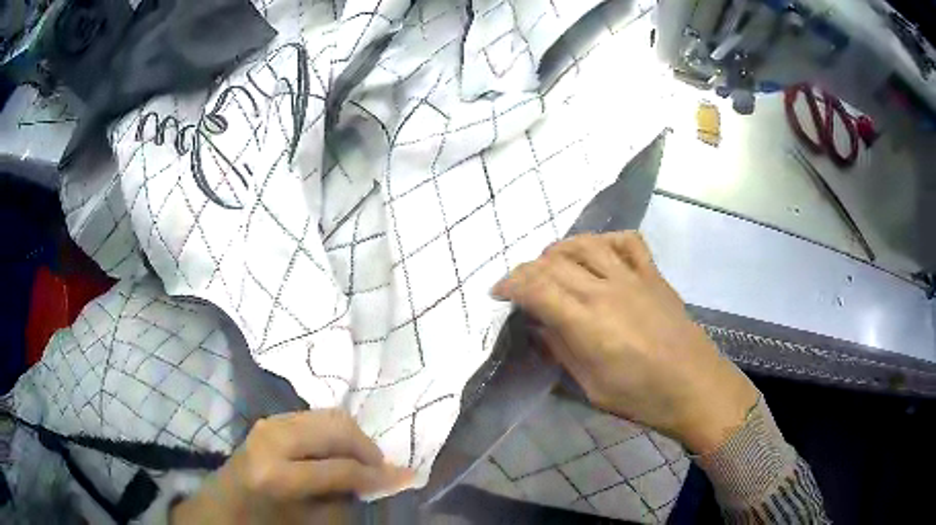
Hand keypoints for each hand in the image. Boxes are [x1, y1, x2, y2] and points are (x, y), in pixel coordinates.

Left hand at [171, 410, 413, 524]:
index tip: (407, 478)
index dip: (378, 475)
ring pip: (329, 416)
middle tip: (381, 470)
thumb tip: (382, 478)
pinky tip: (338, 453)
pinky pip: (314, 418)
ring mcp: (268, 423)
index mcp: (276, 473)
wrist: (223, 507)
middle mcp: (271, 438)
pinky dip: (334, 434)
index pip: (342, 468)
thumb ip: (347, 499)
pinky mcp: (270, 420)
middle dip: (368, 448)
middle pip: (337, 427)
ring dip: (352, 439)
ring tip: (362, 463)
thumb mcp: (311, 522)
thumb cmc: (266, 522)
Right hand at [492, 232, 757, 453]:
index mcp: (587, 323)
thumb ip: (562, 350)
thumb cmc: (641, 398)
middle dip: (528, 270)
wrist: (696, 388)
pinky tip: (598, 253)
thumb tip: (539, 325)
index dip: (510, 284)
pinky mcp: (654, 275)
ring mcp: (633, 277)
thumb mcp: (591, 387)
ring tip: (551, 264)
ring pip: (587, 244)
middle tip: (521, 286)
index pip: (536, 288)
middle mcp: (606, 290)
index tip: (498, 293)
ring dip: (561, 249)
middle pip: (555, 263)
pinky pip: (628, 242)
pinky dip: (606, 240)